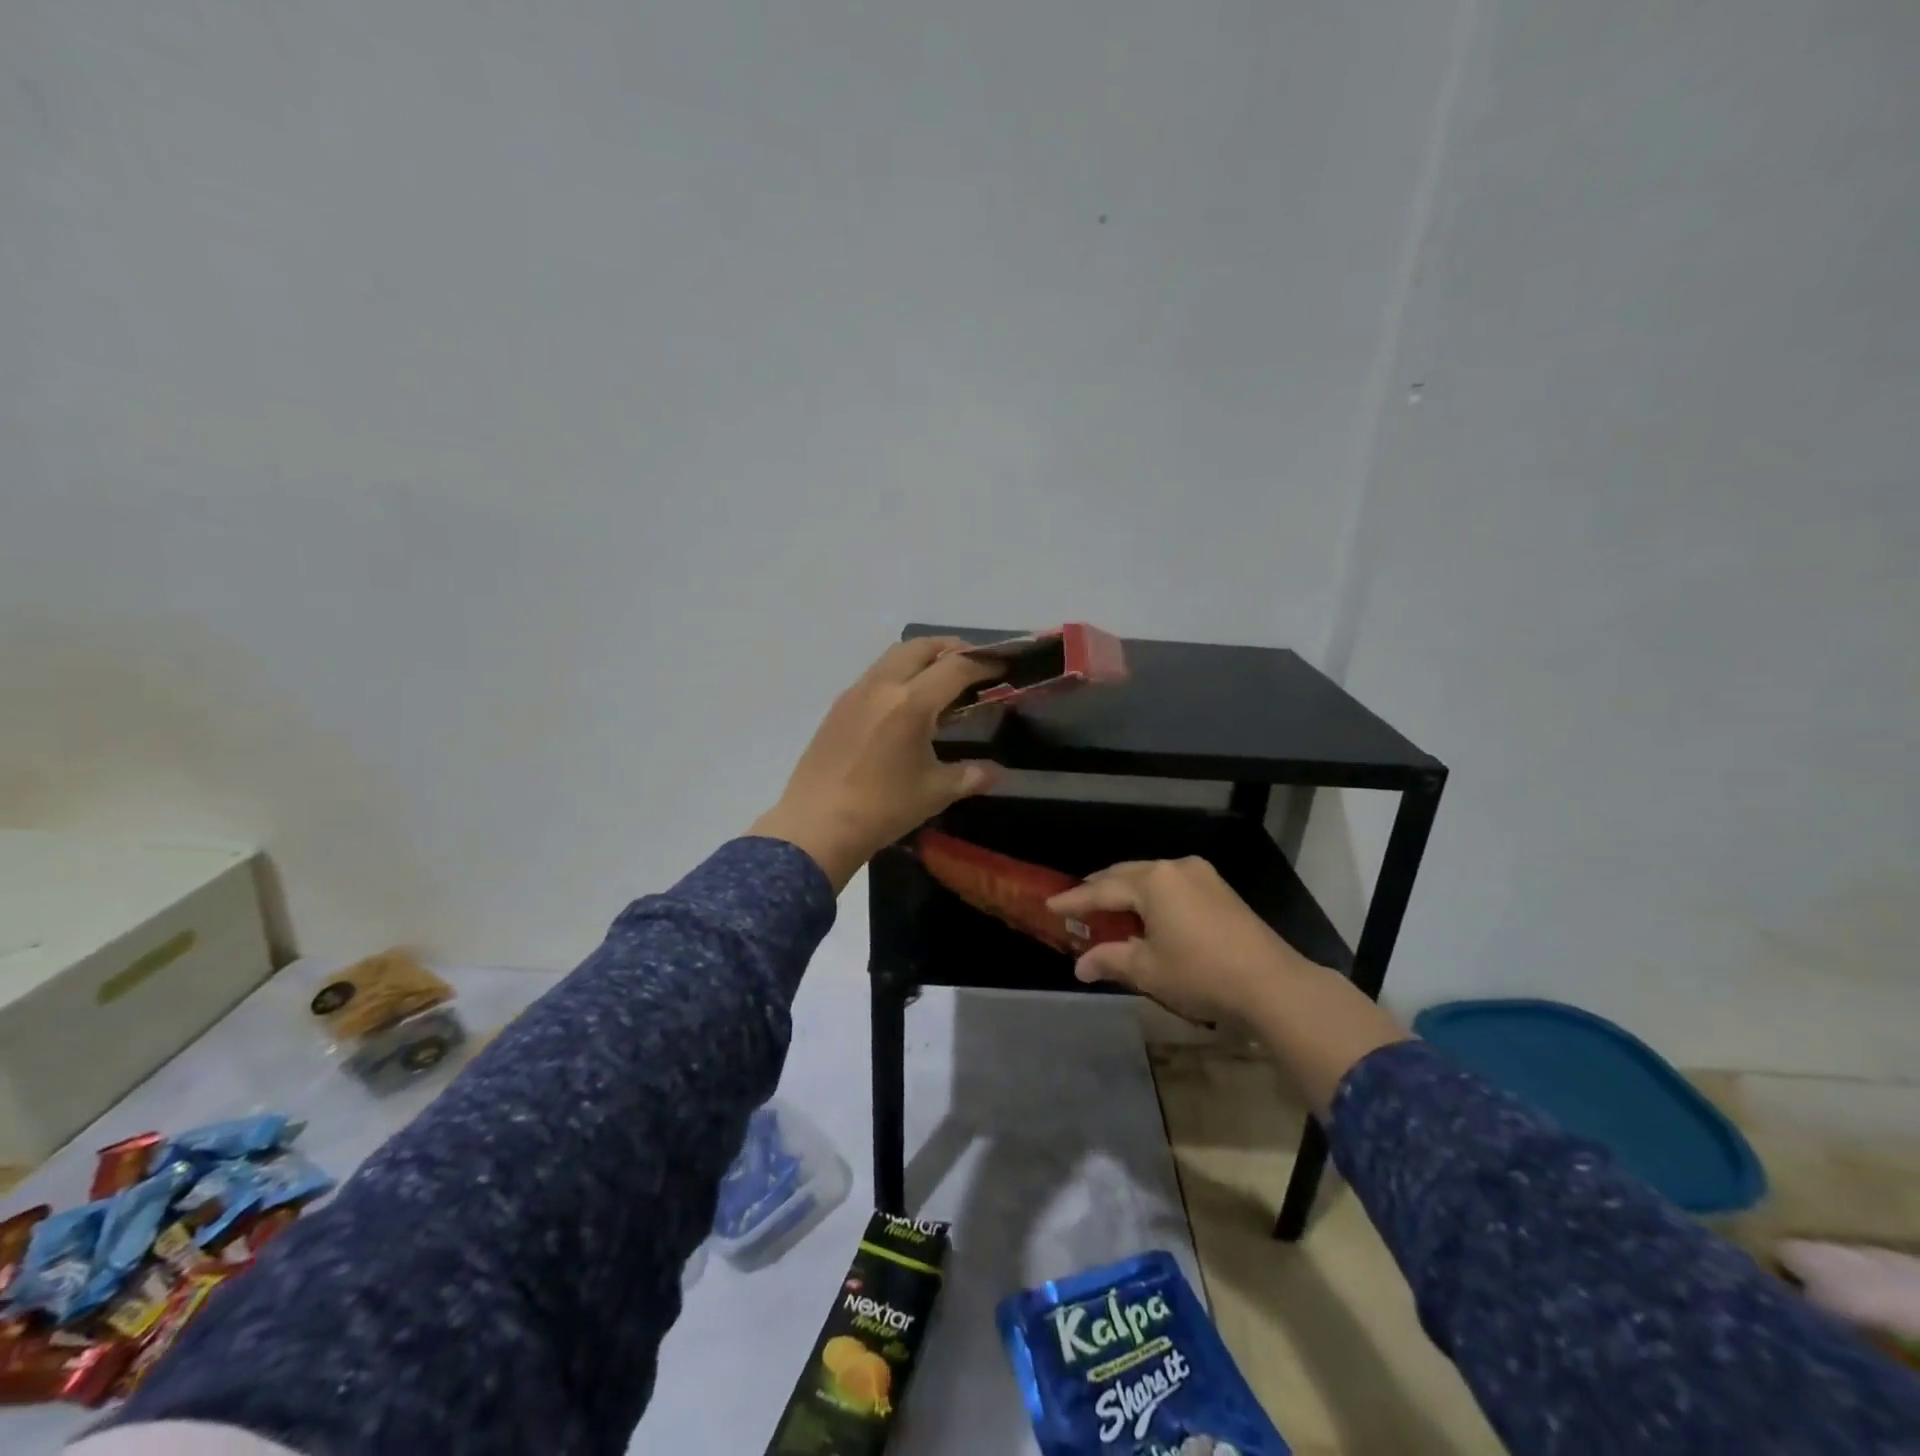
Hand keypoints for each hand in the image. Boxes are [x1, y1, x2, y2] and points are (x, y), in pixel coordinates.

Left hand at [752, 638, 1003, 889]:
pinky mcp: (838, 706)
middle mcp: (883, 686)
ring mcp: (856, 692)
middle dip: (952, 649)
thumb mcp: (935, 792)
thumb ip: (971, 776)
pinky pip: (875, 674)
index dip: (985, 664)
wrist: (816, 825)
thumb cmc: (882, 809)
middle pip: (922, 647)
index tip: (1003, 668)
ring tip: (941, 679)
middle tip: (973, 665)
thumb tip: (997, 773)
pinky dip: (898, 673)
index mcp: (911, 703)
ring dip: (922, 657)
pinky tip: (905, 703)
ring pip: (894, 656)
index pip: (956, 668)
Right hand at [1046, 857, 1306, 1022]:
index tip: (1051, 905)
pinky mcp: (1219, 888)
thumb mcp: (1148, 970)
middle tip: (1077, 903)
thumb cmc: (1200, 974)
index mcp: (1152, 882)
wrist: (1271, 983)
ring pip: (1151, 876)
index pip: (1101, 889)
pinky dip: (1152, 894)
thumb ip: (1110, 960)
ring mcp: (1201, 874)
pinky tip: (1147, 912)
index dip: (1074, 900)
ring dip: (1127, 890)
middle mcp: (1174, 867)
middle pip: (1126, 874)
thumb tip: (1080, 966)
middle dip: (1099, 889)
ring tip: (1109, 907)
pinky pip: (1172, 883)